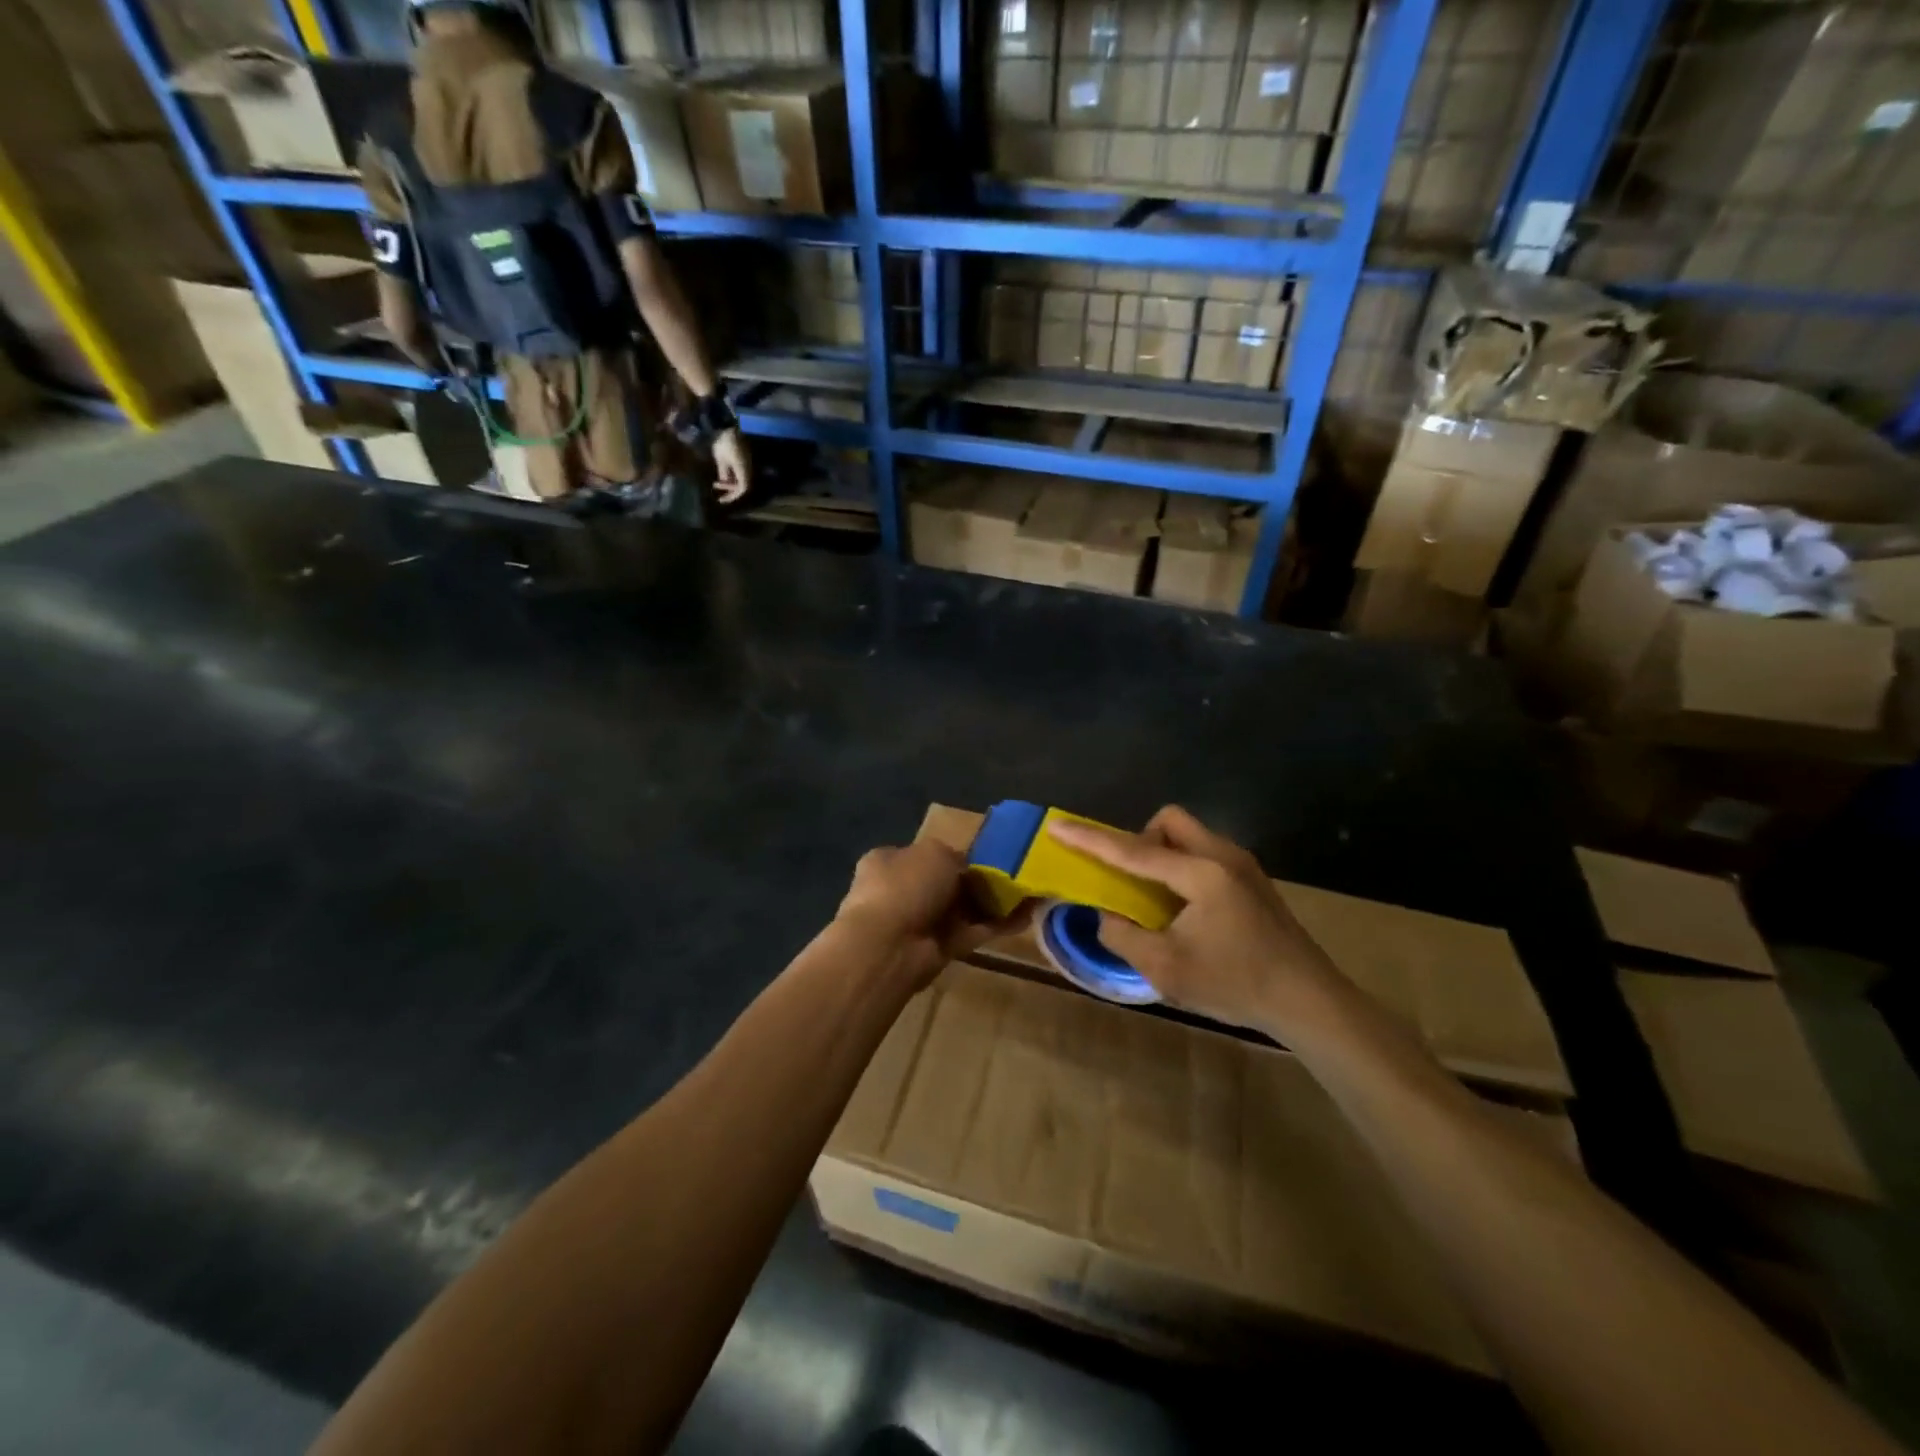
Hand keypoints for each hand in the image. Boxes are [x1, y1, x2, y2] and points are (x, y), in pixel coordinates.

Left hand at [711, 429, 749, 504]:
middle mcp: (747, 468)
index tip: (722, 500)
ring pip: (739, 479)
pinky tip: (721, 475)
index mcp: (743, 469)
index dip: (733, 496)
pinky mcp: (742, 460)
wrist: (729, 424)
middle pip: (741, 485)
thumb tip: (723, 482)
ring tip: (716, 483)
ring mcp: (745, 464)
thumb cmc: (724, 441)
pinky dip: (730, 476)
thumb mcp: (721, 458)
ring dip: (729, 483)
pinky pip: (737, 472)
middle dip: (729, 489)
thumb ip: (724, 472)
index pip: (743, 488)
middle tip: (716, 487)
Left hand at [835, 840, 1016, 989]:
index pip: (926, 855)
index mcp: (889, 861)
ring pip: (961, 910)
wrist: (889, 946)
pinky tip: (1026, 918)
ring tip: (1028, 895)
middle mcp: (901, 891)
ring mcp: (919, 922)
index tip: (985, 858)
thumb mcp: (935, 852)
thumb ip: (955, 856)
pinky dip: (996, 926)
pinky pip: (972, 932)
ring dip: (992, 905)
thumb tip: (966, 869)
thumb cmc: (906, 885)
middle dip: (976, 883)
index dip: (955, 856)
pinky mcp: (938, 950)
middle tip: (1013, 877)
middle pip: (946, 884)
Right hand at [1047, 806, 1344, 1037]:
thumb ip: (1123, 935)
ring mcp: (1243, 865)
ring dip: (1163, 856)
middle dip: (1140, 840)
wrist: (1310, 1001)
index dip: (1090, 840)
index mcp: (1200, 873)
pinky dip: (1183, 868)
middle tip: (1131, 880)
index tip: (1058, 826)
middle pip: (1169, 821)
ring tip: (1157, 900)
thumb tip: (1107, 914)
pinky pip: (1205, 853)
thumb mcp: (1165, 969)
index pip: (1133, 851)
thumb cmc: (1236, 984)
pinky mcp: (1253, 880)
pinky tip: (1186, 911)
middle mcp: (1223, 856)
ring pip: (1189, 836)